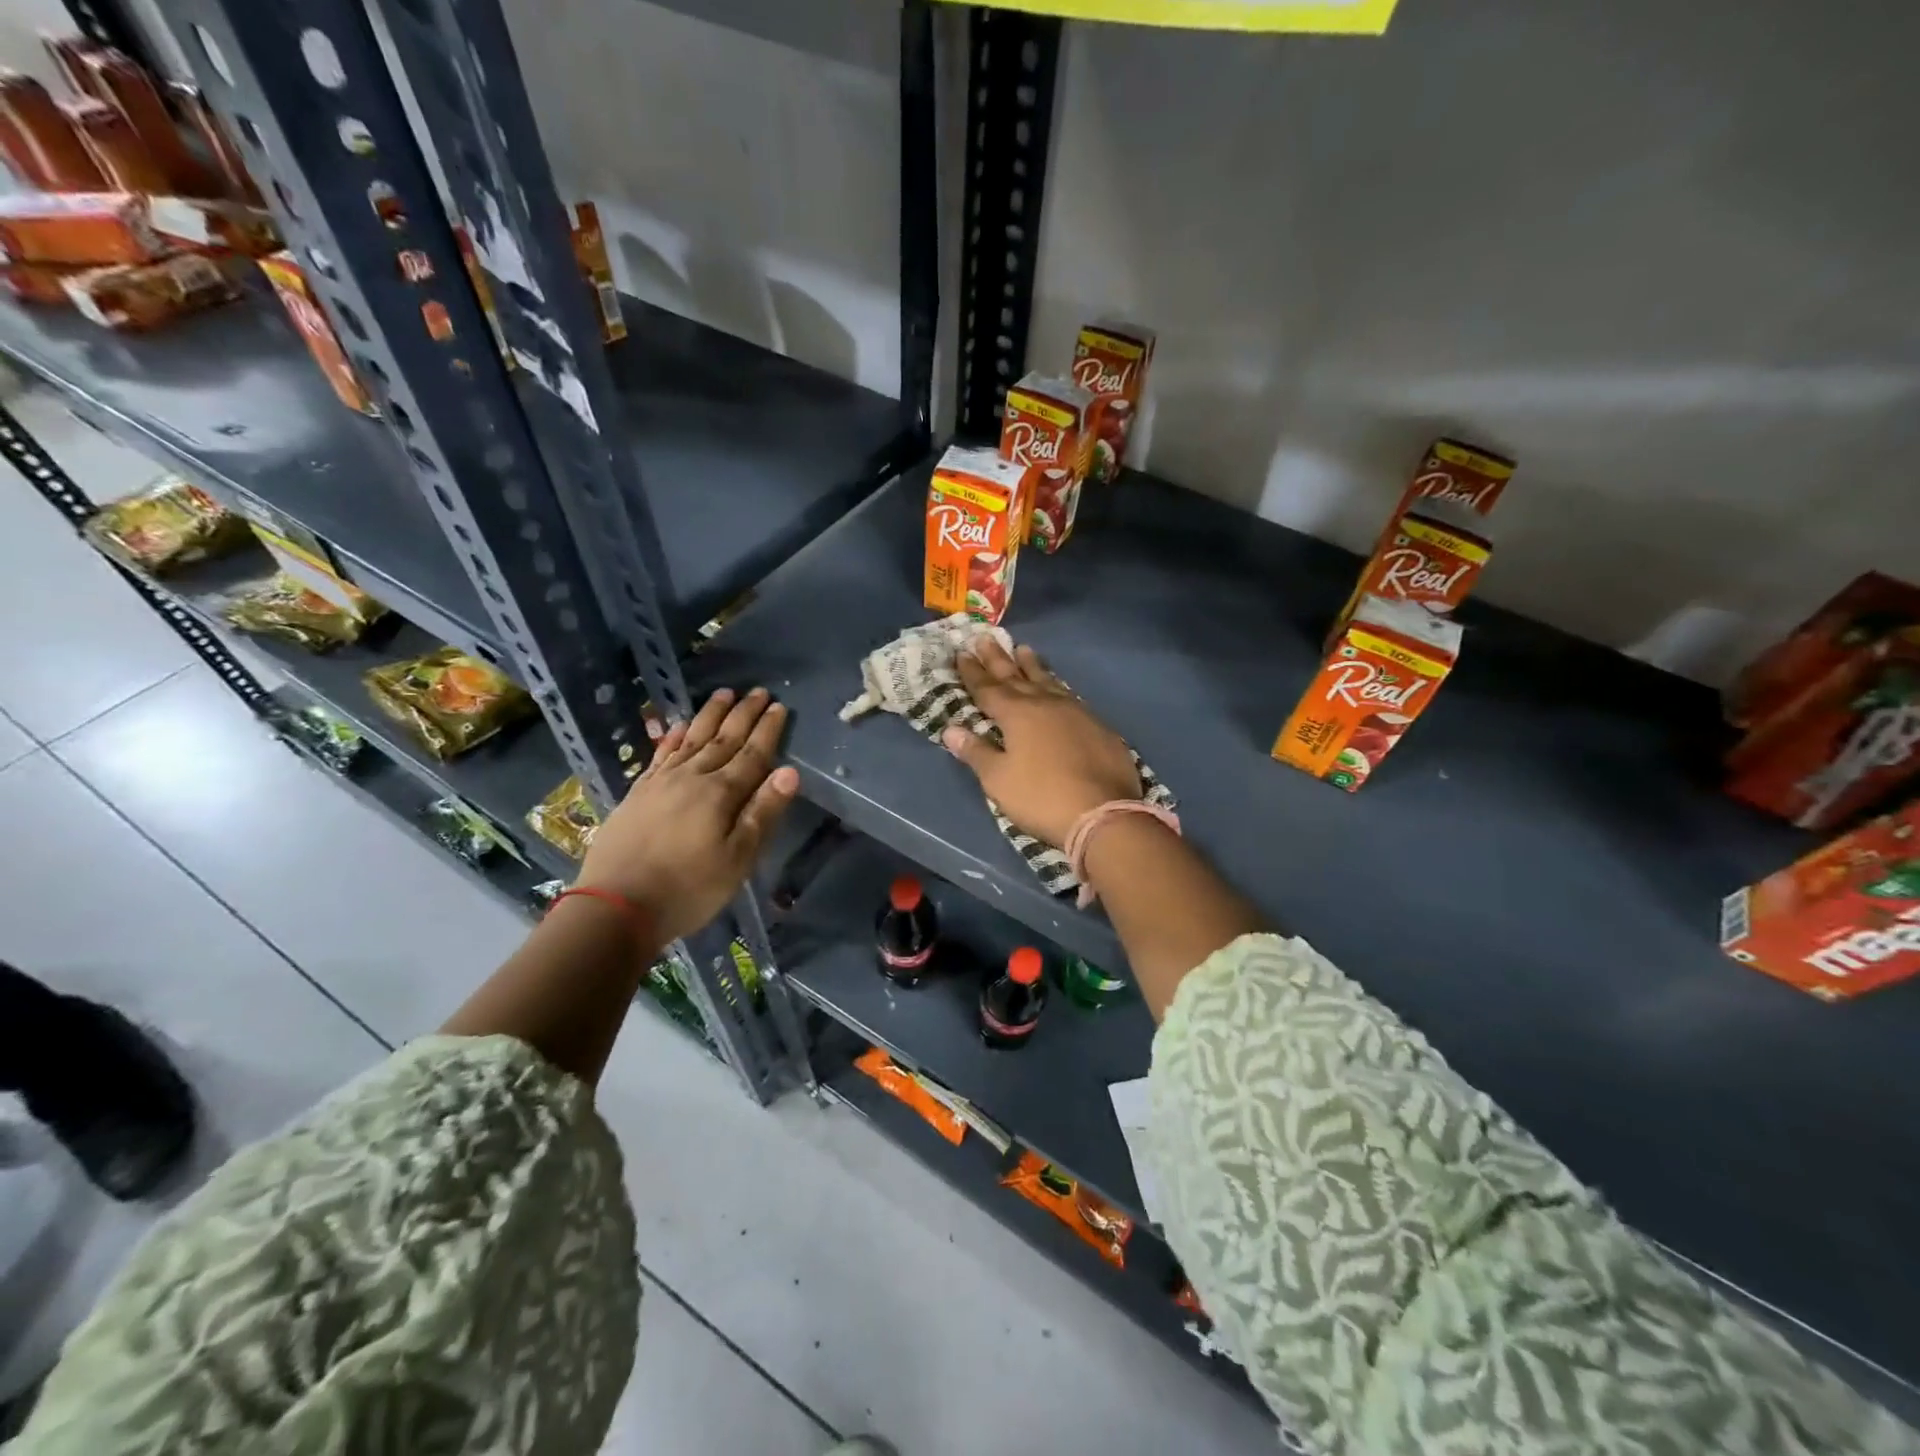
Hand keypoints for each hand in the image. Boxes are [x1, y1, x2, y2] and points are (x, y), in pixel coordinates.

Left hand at [577, 687, 798, 944]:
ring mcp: (661, 783)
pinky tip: (677, 727)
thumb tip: (789, 772)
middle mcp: (692, 778)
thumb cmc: (688, 889)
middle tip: (758, 690)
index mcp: (721, 794)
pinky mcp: (638, 793)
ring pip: (691, 739)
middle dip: (743, 715)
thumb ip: (762, 813)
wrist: (615, 906)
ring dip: (710, 716)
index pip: (752, 755)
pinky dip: (672, 738)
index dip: (768, 731)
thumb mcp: (737, 859)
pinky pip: (660, 755)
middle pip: (723, 740)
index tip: (779, 706)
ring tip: (724, 694)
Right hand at [944, 637, 1140, 847]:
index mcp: (1017, 714)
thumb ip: (976, 752)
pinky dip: (1057, 685)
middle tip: (986, 637)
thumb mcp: (999, 780)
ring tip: (1023, 648)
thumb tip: (951, 729)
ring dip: (1032, 665)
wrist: (1104, 813)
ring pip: (1048, 681)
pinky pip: (1070, 695)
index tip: (962, 652)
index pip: (988, 688)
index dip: (973, 672)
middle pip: (1016, 676)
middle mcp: (1045, 704)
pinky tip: (1057, 686)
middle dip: (998, 659)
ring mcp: (1075, 712)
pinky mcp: (1098, 726)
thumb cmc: (1041, 797)